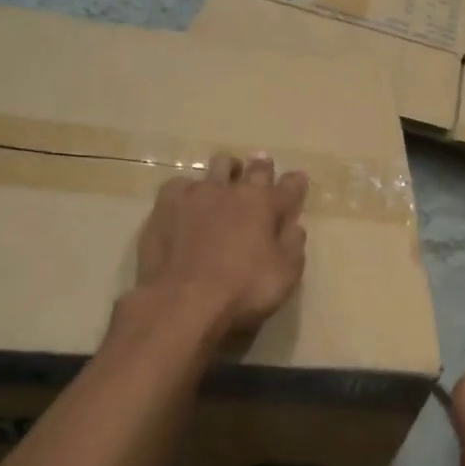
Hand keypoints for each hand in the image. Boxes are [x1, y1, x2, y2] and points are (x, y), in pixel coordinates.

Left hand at [135, 154, 308, 335]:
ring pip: (216, 167)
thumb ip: (292, 245)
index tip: (299, 179)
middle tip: (263, 165)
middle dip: (261, 167)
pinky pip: (181, 185)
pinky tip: (188, 201)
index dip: (296, 182)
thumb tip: (294, 226)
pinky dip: (190, 190)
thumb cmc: (243, 289)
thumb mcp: (285, 274)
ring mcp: (196, 194)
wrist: (182, 300)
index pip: (289, 186)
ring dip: (227, 170)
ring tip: (226, 178)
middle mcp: (232, 190)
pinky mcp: (166, 205)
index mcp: (265, 204)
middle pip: (252, 168)